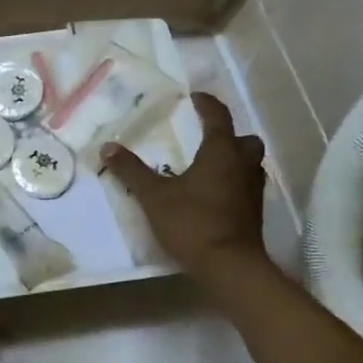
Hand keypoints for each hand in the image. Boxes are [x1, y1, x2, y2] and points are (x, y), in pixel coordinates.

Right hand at [102, 93, 269, 279]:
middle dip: (228, 134)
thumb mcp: (154, 196)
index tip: (196, 97)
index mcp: (221, 152)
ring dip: (234, 158)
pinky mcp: (254, 211)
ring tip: (209, 165)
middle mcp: (242, 165)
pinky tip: (216, 193)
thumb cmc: (192, 223)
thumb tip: (108, 147)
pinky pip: (247, 184)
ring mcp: (253, 189)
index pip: (218, 117)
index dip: (207, 104)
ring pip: (249, 163)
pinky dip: (234, 181)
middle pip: (244, 139)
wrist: (229, 266)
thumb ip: (132, 171)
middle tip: (207, 137)